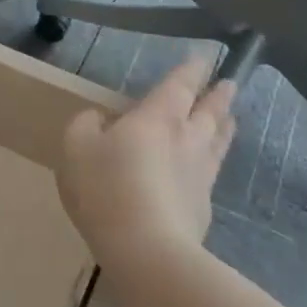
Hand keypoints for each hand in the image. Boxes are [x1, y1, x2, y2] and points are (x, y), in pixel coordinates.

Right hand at [58, 56, 237, 260]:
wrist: (146, 249)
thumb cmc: (106, 187)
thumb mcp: (76, 146)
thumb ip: (86, 125)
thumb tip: (99, 120)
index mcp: (157, 117)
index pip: (180, 85)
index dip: (191, 69)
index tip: (205, 57)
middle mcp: (187, 139)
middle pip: (209, 111)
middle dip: (218, 95)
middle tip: (230, 84)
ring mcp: (199, 175)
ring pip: (217, 142)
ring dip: (224, 126)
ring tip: (229, 118)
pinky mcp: (202, 207)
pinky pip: (210, 173)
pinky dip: (210, 161)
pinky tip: (206, 167)